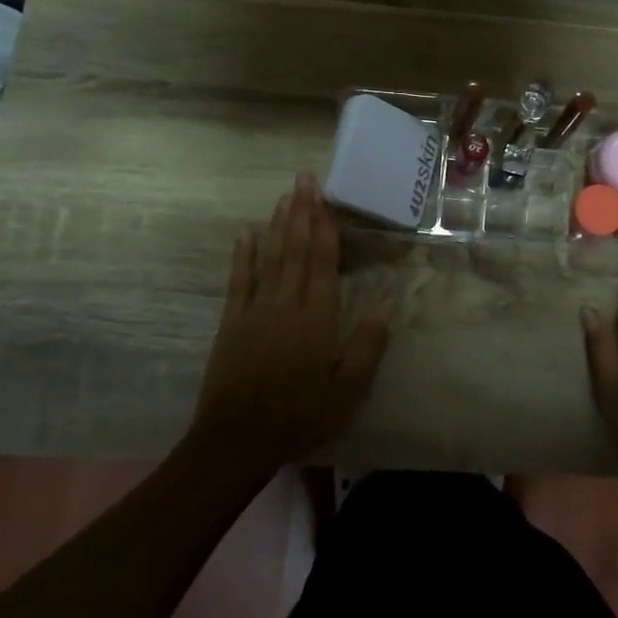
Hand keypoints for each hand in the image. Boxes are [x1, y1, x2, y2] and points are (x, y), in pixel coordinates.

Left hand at [190, 172, 389, 471]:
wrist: (237, 439)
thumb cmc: (299, 416)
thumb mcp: (346, 391)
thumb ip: (366, 348)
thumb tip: (385, 308)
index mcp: (317, 318)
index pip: (323, 262)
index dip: (325, 227)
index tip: (325, 198)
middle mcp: (286, 304)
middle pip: (296, 250)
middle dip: (301, 212)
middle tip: (304, 178)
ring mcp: (255, 310)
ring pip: (270, 258)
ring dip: (278, 225)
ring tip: (285, 196)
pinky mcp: (232, 322)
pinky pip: (239, 280)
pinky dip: (243, 255)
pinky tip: (246, 232)